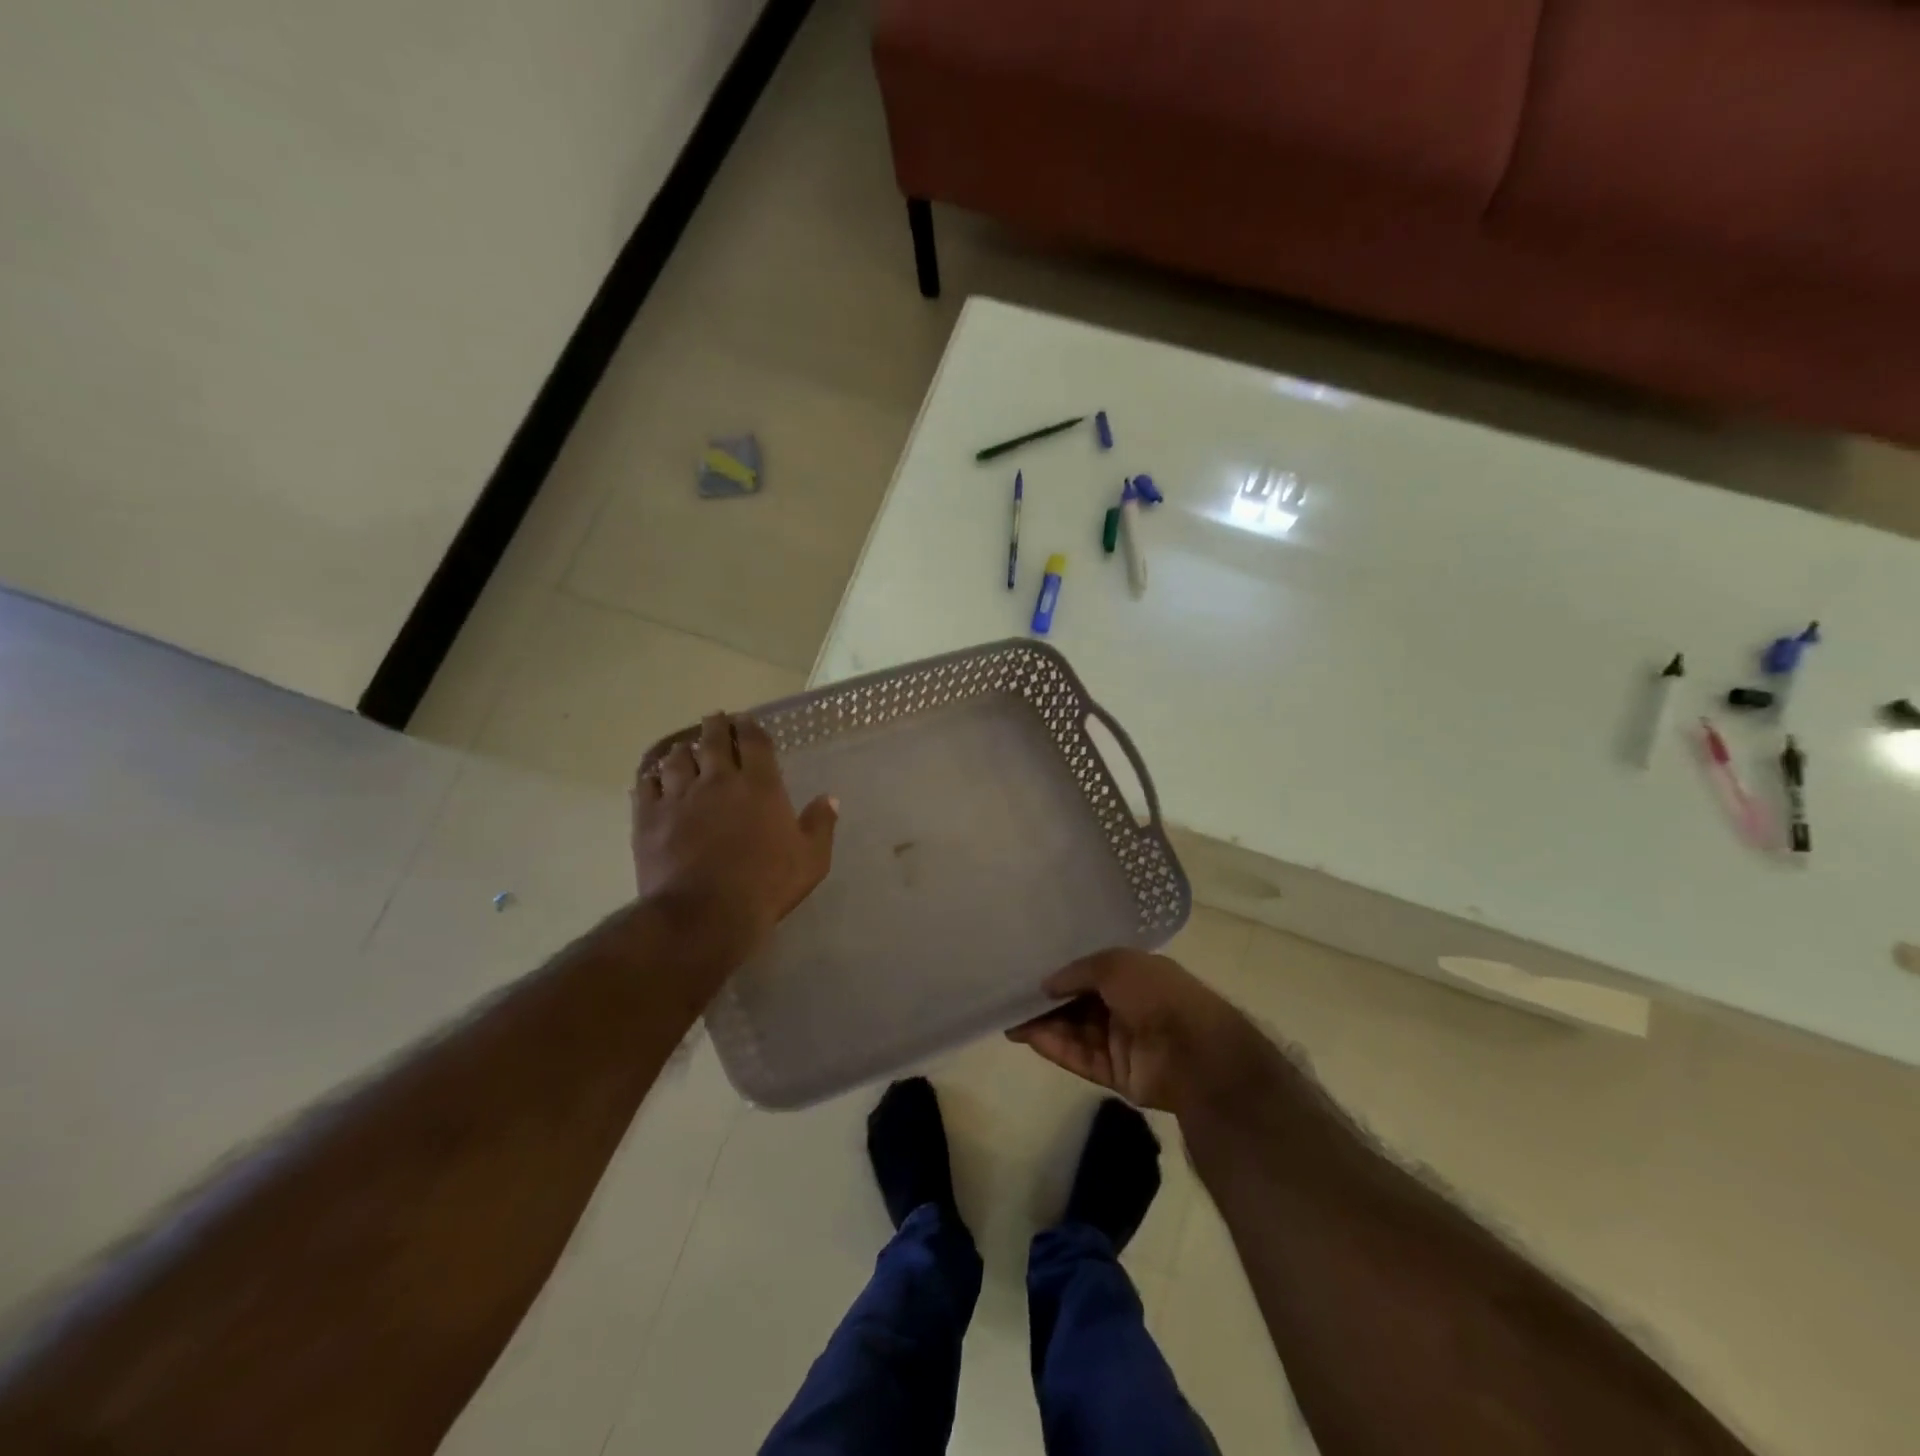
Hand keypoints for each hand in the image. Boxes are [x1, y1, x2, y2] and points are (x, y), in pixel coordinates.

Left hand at [632, 713, 837, 954]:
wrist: (705, 914)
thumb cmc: (766, 885)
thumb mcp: (811, 859)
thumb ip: (820, 825)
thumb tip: (830, 798)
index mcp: (759, 785)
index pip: (754, 742)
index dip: (750, 727)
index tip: (746, 720)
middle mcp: (718, 781)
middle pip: (713, 740)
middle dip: (715, 726)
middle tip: (714, 719)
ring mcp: (679, 797)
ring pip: (676, 759)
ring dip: (682, 749)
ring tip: (684, 748)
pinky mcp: (649, 818)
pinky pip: (646, 787)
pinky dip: (651, 778)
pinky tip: (652, 779)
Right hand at [1007, 949, 1272, 1114]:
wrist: (1194, 1052)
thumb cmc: (1157, 994)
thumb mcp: (1114, 964)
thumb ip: (1077, 971)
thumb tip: (1047, 984)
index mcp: (1135, 976)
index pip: (1091, 973)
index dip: (1062, 974)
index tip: (1030, 973)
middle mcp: (1128, 1007)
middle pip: (1079, 1004)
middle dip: (1048, 1002)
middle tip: (1010, 999)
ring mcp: (1122, 1042)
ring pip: (1076, 1032)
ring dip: (1045, 1025)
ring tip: (1009, 1019)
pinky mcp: (1116, 1074)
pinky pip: (1080, 1058)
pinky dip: (1055, 1047)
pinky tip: (1028, 1037)